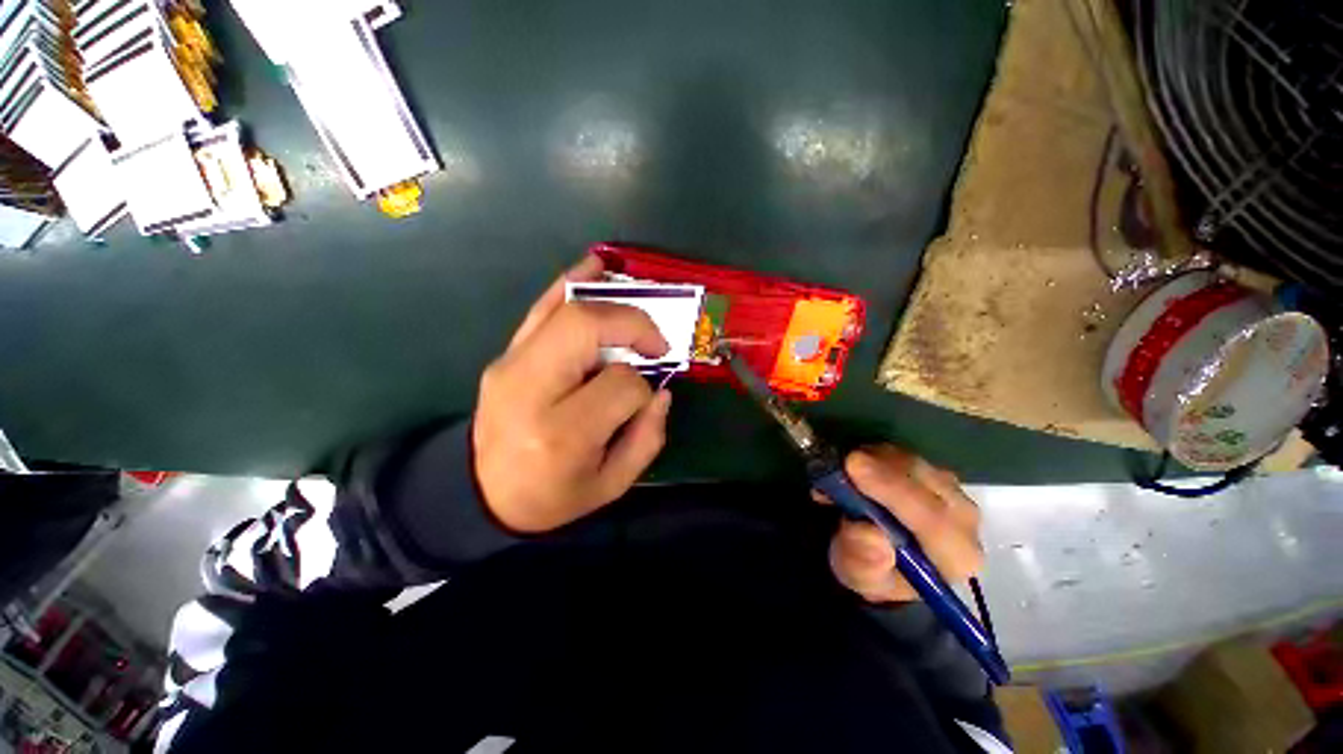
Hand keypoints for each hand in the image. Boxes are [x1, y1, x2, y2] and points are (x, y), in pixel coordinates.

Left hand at [473, 256, 672, 533]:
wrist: (480, 494)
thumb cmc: (551, 496)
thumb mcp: (610, 485)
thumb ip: (647, 438)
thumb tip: (663, 391)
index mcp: (561, 433)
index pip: (620, 384)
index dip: (643, 387)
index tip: (646, 399)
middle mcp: (531, 389)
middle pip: (587, 328)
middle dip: (633, 325)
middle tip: (656, 343)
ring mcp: (511, 365)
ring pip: (566, 309)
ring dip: (612, 302)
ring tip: (641, 311)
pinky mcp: (505, 354)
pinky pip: (541, 308)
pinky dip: (571, 280)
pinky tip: (596, 266)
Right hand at [824, 445, 982, 603]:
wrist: (879, 557)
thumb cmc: (871, 571)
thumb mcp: (858, 576)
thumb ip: (863, 561)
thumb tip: (872, 535)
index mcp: (956, 558)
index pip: (934, 520)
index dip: (893, 490)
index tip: (853, 468)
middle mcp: (965, 522)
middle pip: (928, 482)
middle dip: (883, 468)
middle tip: (842, 462)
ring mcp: (952, 492)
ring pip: (914, 463)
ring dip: (875, 460)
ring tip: (842, 471)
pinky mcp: (932, 471)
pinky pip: (904, 454)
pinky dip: (875, 455)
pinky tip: (854, 466)